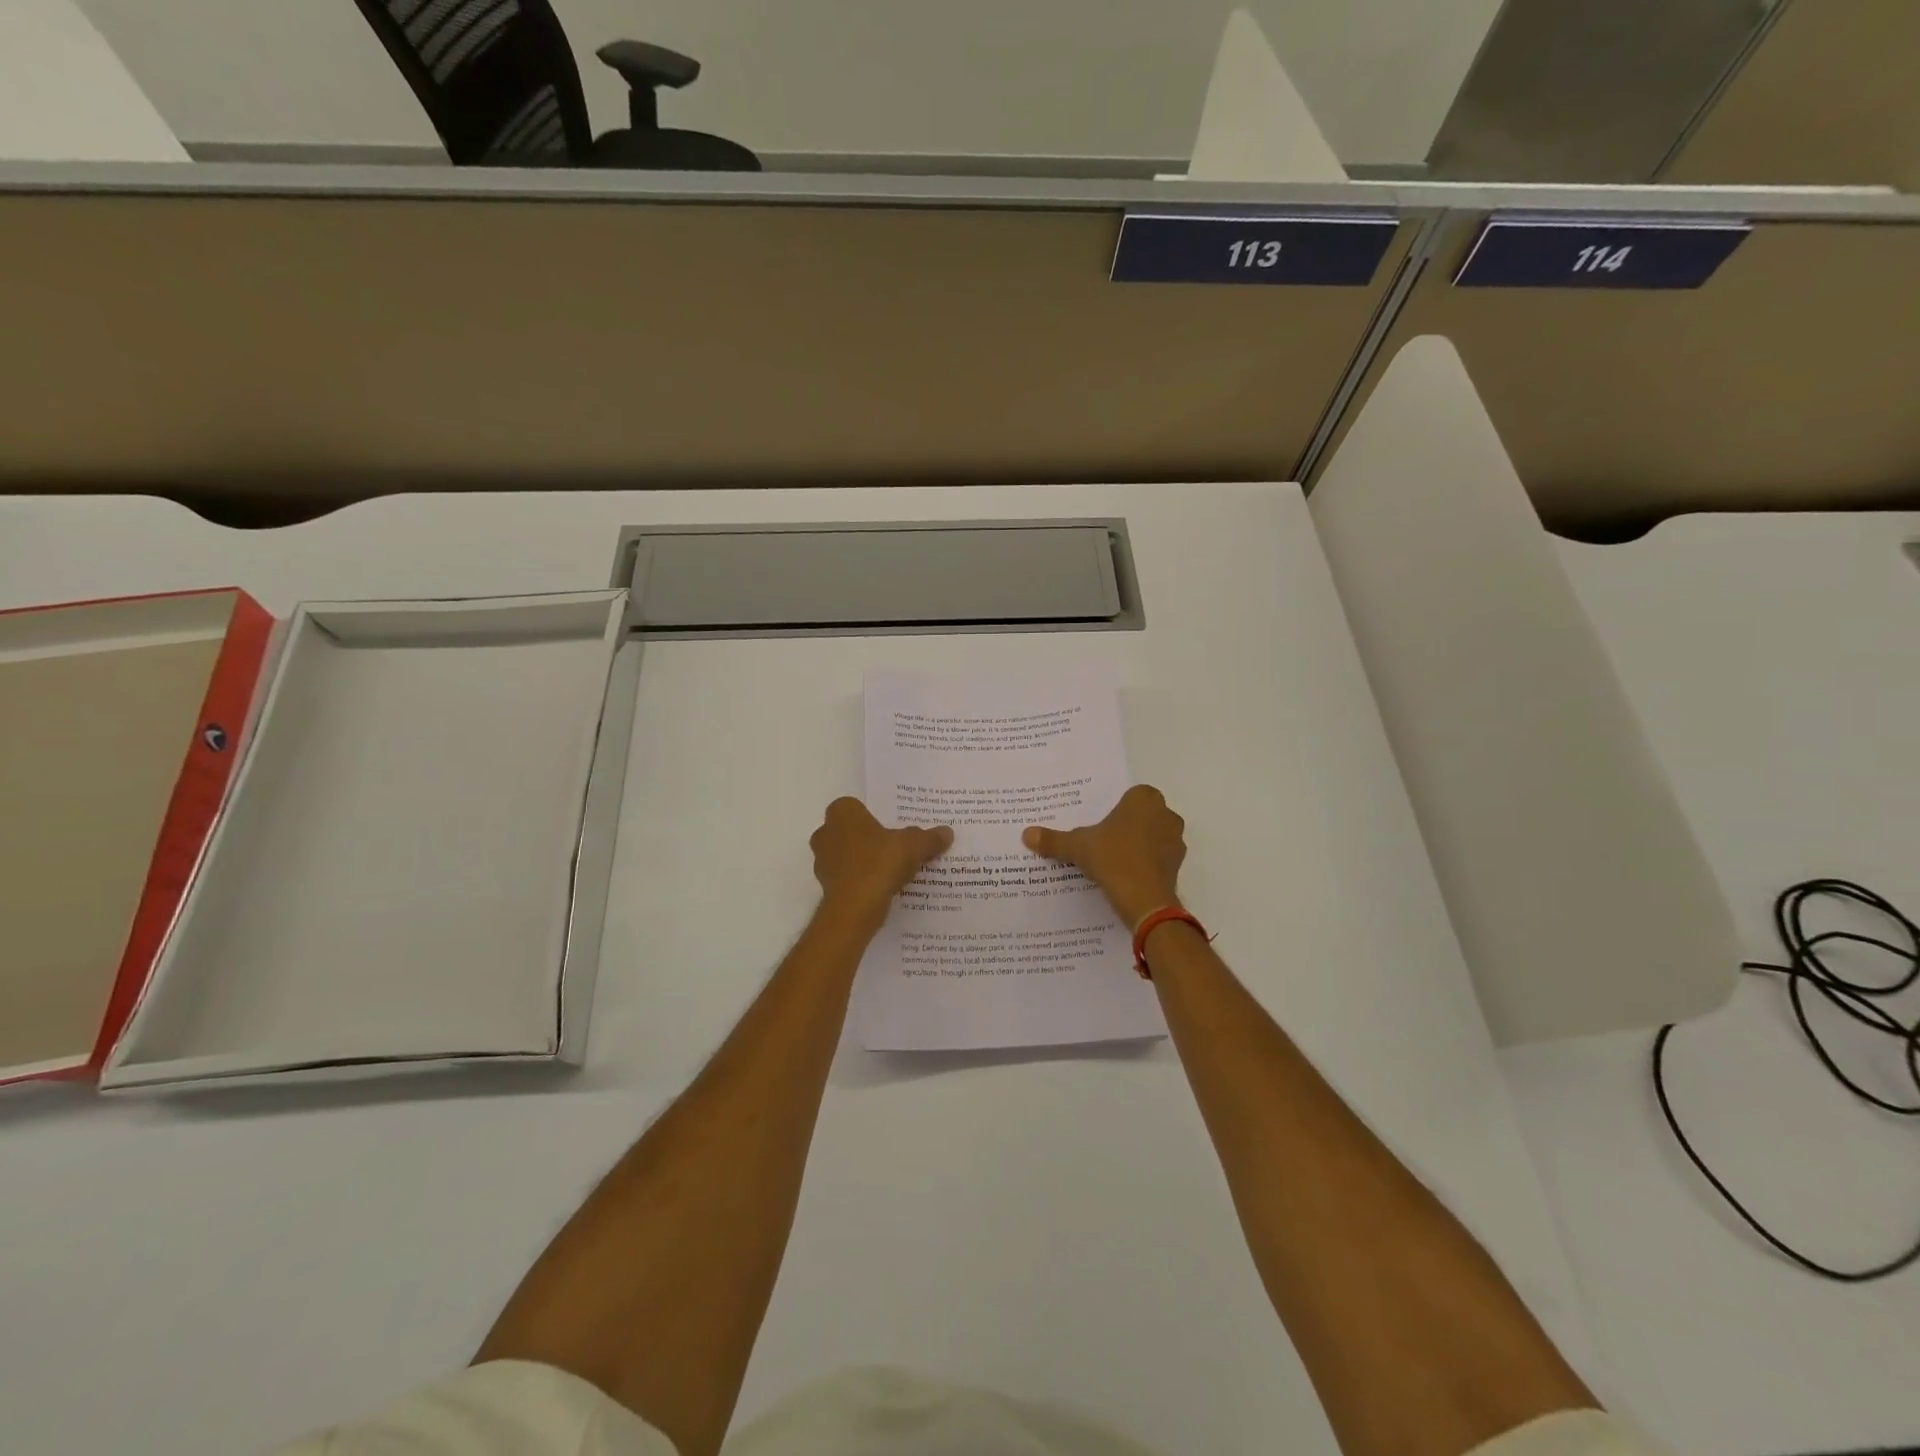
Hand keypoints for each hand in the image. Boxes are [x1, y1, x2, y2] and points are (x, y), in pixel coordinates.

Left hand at [810, 797, 952, 928]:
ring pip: (847, 855)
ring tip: (891, 870)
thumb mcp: (914, 846)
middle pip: (851, 831)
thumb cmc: (880, 863)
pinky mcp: (825, 886)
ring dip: (864, 861)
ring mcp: (822, 861)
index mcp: (843, 813)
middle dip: (868, 838)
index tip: (892, 827)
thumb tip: (947, 832)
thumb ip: (929, 838)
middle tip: (894, 847)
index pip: (856, 806)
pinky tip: (882, 888)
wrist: (855, 908)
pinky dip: (860, 880)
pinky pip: (847, 877)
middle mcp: (826, 832)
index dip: (874, 816)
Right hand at [1023, 784, 1185, 929]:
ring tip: (1112, 860)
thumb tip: (1026, 834)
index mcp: (1144, 799)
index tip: (1099, 823)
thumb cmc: (1113, 858)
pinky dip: (1145, 864)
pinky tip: (1125, 876)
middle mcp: (1166, 814)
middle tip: (1102, 840)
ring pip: (1152, 837)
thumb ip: (1054, 840)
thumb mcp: (1078, 847)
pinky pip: (1158, 858)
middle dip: (1126, 826)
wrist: (1145, 900)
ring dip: (1138, 845)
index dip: (1114, 809)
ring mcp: (1176, 840)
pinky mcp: (1178, 865)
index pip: (1129, 796)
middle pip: (1142, 816)